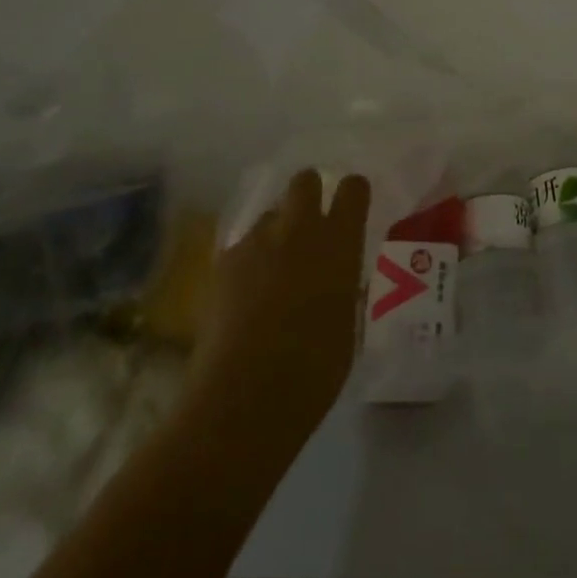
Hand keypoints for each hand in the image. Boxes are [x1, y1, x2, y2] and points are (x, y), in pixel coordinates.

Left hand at [184, 170, 370, 457]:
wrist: (245, 396)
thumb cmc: (314, 369)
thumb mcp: (348, 322)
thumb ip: (344, 286)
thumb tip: (338, 278)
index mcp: (340, 243)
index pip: (353, 189)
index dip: (353, 193)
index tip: (352, 207)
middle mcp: (299, 230)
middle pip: (305, 181)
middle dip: (309, 194)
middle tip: (310, 227)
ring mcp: (257, 243)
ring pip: (270, 216)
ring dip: (277, 233)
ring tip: (274, 271)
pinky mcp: (223, 263)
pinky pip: (243, 247)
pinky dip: (249, 262)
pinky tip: (247, 297)